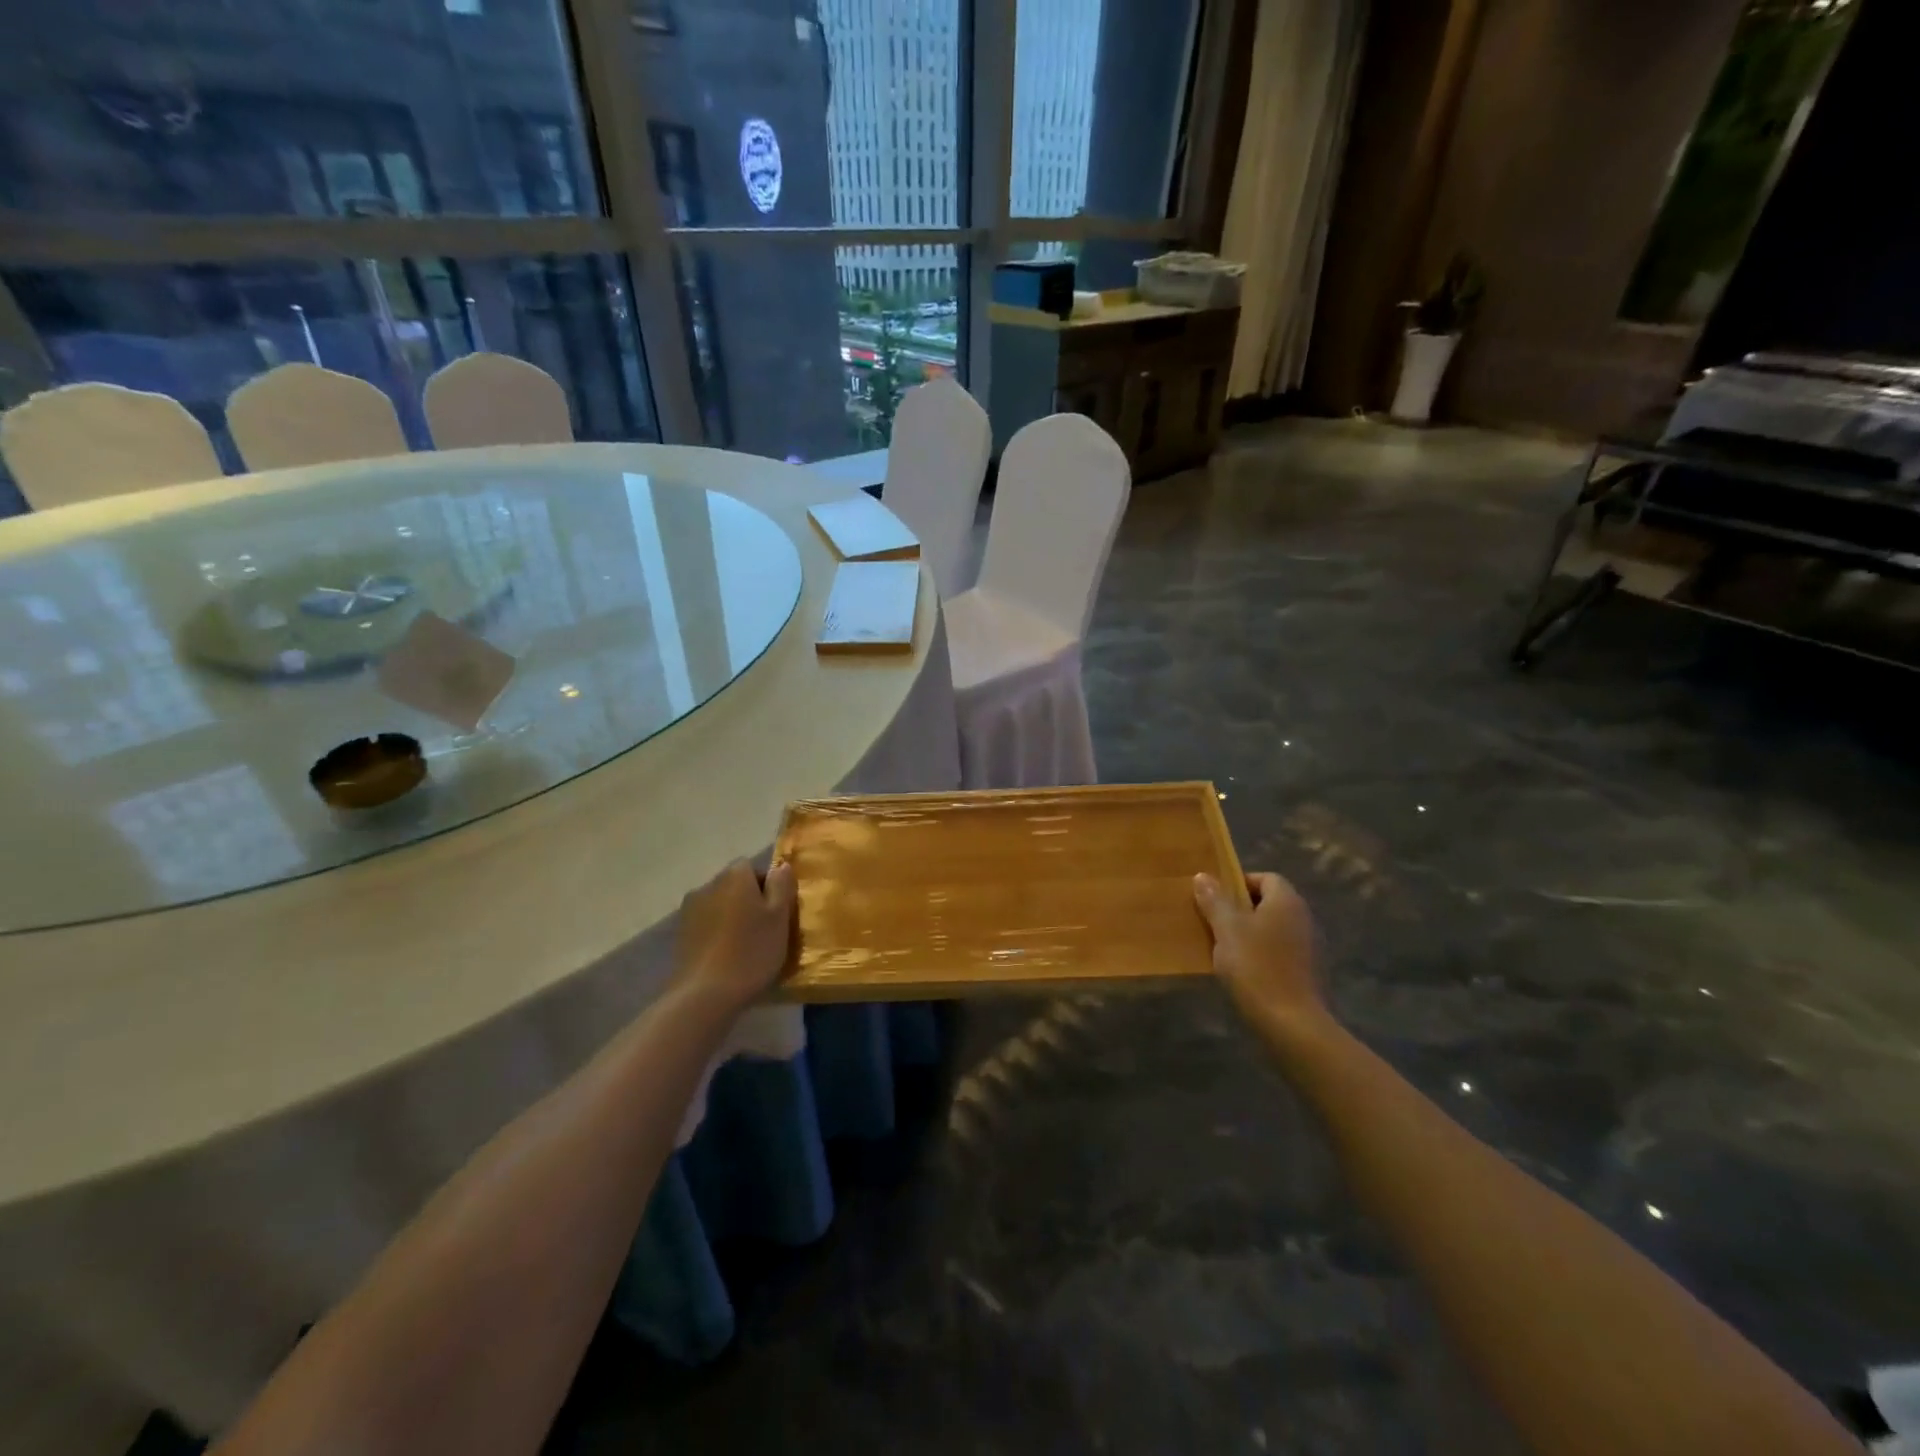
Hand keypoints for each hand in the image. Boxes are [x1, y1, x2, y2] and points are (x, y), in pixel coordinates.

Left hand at [672, 860, 795, 1011]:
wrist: (704, 994)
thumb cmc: (751, 951)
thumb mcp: (779, 917)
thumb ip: (781, 886)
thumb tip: (781, 865)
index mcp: (735, 875)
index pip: (753, 867)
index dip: (767, 886)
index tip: (777, 912)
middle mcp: (708, 884)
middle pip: (734, 885)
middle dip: (749, 901)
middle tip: (765, 930)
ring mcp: (689, 909)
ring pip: (719, 905)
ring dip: (732, 918)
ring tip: (744, 946)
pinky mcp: (680, 934)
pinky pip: (706, 924)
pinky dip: (717, 934)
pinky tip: (725, 957)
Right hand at [1193, 871, 1329, 1038]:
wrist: (1291, 1024)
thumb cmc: (1256, 967)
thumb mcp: (1227, 930)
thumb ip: (1215, 900)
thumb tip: (1203, 875)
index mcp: (1286, 901)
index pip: (1266, 878)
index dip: (1240, 883)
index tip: (1216, 899)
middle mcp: (1303, 918)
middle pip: (1270, 903)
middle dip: (1241, 910)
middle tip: (1215, 923)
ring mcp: (1310, 946)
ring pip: (1274, 929)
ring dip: (1251, 934)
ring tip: (1224, 949)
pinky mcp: (1308, 972)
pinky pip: (1281, 952)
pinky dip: (1262, 955)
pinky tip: (1244, 972)